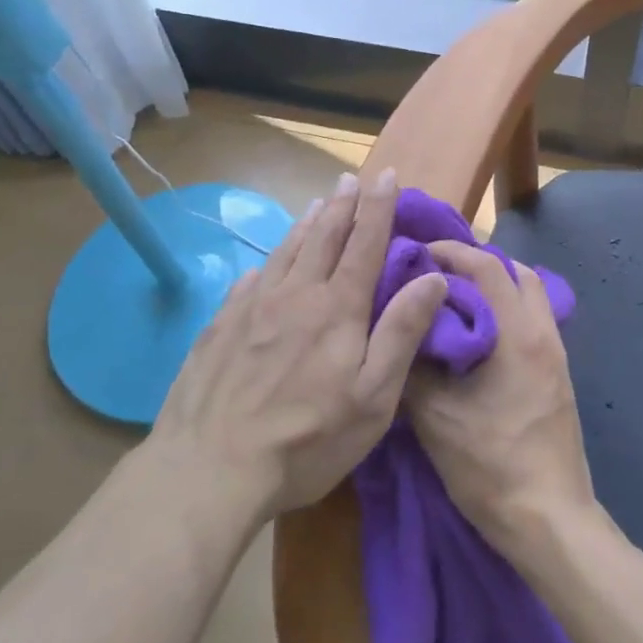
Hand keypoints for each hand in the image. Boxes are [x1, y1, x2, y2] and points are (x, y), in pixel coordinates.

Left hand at [152, 168, 447, 522]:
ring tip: (318, 203)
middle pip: (323, 237)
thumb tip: (433, 278)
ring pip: (285, 251)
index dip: (378, 207)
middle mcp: (295, 294)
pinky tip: (265, 264)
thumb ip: (402, 332)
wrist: (209, 468)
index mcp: (337, 308)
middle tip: (350, 178)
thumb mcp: (373, 396)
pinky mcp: (219, 327)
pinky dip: (267, 262)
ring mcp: (251, 307)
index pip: (365, 243)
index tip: (386, 174)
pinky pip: (249, 280)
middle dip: (342, 204)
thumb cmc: (307, 440)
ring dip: (306, 223)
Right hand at [405, 241, 598, 554]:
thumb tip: (396, 331)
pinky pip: (534, 321)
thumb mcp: (435, 418)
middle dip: (477, 263)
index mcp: (518, 334)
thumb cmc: (491, 466)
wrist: (550, 519)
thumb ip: (412, 367)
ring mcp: (557, 355)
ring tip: (455, 301)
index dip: (452, 252)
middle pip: (517, 272)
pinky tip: (477, 337)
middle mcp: (544, 333)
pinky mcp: (558, 375)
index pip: (487, 267)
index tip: (419, 253)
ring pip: (531, 296)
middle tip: (437, 274)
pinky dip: (507, 311)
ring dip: (496, 287)